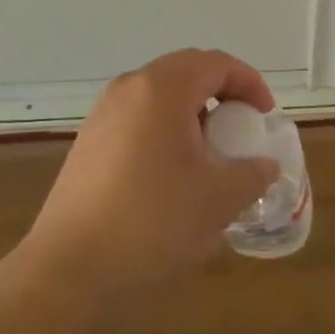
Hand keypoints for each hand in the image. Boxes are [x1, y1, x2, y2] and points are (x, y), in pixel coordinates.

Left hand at [17, 49, 279, 309]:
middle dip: (222, 94)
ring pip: (160, 95)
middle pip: (186, 71)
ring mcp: (103, 113)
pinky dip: (166, 130)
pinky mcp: (89, 142)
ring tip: (210, 155)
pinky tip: (173, 174)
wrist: (69, 270)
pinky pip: (138, 118)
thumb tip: (264, 165)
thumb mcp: (219, 199)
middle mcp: (130, 88)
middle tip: (241, 129)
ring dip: (193, 113)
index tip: (265, 117)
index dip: (249, 83)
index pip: (216, 63)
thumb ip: (253, 173)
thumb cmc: (152, 222)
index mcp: (163, 89)